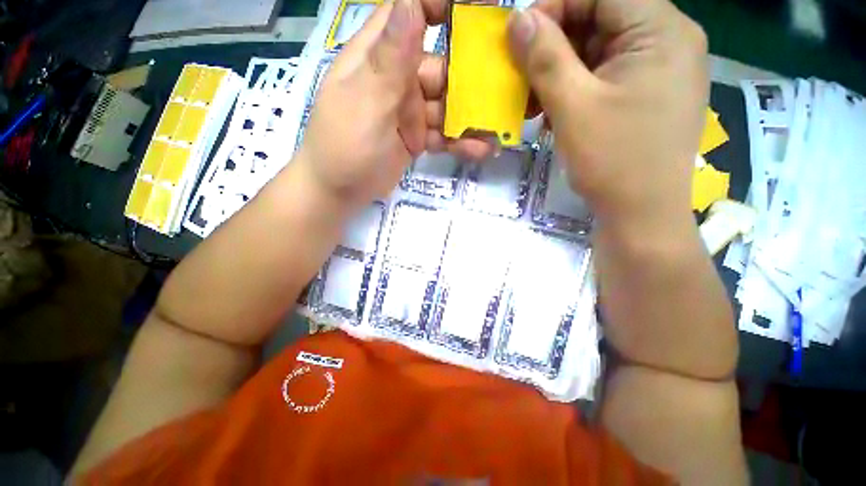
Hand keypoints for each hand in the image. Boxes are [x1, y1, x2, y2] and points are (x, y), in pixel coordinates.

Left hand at [297, 0, 492, 210]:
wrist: (338, 192)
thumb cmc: (344, 147)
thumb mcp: (365, 104)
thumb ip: (389, 60)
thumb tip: (411, 3)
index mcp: (377, 58)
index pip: (408, 13)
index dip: (440, 5)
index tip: (480, 8)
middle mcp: (396, 79)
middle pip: (440, 67)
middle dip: (470, 79)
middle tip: (503, 91)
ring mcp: (408, 112)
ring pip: (446, 107)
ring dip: (470, 119)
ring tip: (495, 132)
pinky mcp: (416, 138)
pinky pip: (442, 134)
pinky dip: (459, 141)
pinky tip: (479, 149)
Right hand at [508, 0, 708, 229]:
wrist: (641, 213)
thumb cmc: (612, 160)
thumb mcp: (573, 106)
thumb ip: (546, 58)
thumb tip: (518, 19)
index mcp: (661, 31)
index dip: (555, 7)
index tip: (519, 37)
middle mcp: (668, 41)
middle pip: (600, 19)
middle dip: (554, 45)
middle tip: (521, 75)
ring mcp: (659, 69)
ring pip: (599, 50)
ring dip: (560, 72)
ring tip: (532, 101)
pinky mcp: (646, 93)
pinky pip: (604, 76)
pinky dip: (574, 88)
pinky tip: (553, 112)